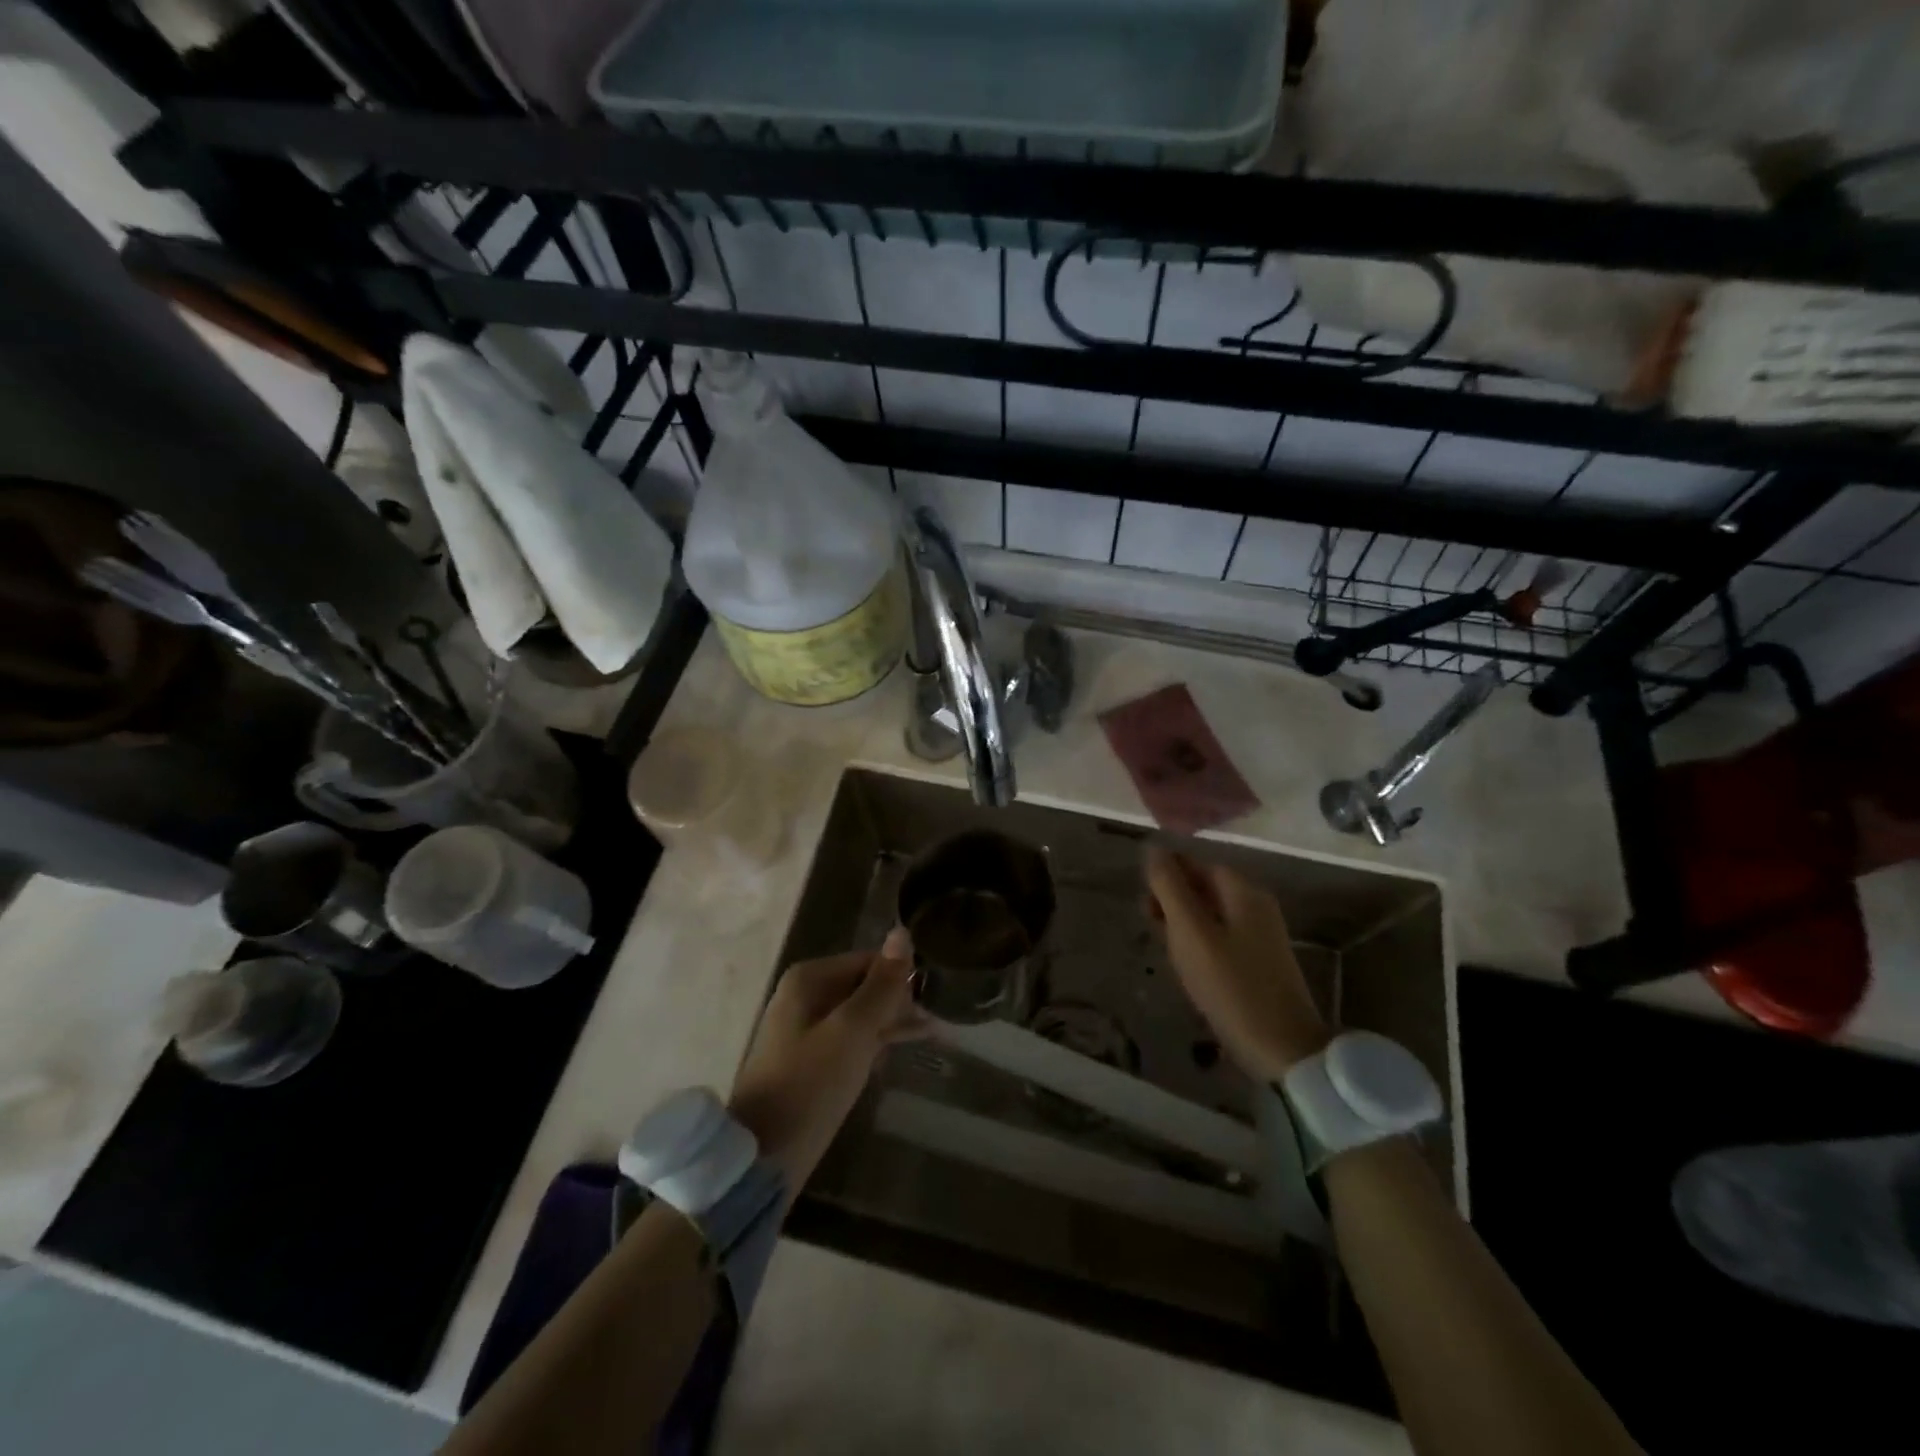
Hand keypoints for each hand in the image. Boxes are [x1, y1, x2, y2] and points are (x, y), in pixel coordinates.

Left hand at [728, 928, 925, 1195]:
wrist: (763, 1157)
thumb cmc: (810, 1085)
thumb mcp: (853, 1031)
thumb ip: (881, 984)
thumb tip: (902, 932)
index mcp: (810, 979)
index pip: (869, 961)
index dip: (902, 977)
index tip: (936, 997)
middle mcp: (805, 995)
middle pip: (865, 985)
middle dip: (900, 1001)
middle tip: (939, 1021)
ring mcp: (806, 1029)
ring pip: (861, 1014)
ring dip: (894, 1022)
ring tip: (935, 1033)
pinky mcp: (811, 1060)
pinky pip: (851, 1038)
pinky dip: (876, 1042)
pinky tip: (903, 1049)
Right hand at [1145, 846, 1329, 1080]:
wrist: (1283, 1049)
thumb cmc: (1231, 985)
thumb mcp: (1190, 932)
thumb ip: (1169, 888)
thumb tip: (1153, 848)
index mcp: (1242, 891)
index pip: (1196, 864)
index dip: (1166, 876)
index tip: (1143, 902)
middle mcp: (1256, 905)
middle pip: (1204, 887)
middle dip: (1172, 900)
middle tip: (1149, 926)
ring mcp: (1261, 934)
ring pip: (1210, 914)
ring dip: (1182, 924)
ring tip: (1165, 949)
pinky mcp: (1260, 961)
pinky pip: (1221, 937)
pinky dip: (1199, 944)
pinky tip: (1188, 966)